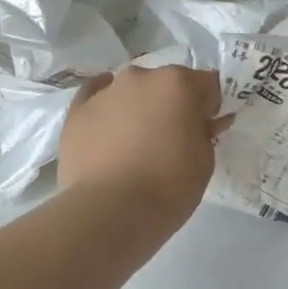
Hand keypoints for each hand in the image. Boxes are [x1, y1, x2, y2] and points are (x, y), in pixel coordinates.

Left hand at [58, 65, 228, 222]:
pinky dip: (104, 106)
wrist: (109, 212)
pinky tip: (106, 121)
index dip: (210, 106)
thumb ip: (205, 131)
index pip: (207, 84)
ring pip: (131, 90)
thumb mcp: (205, 162)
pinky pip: (95, 96)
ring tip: (135, 143)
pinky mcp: (77, 109)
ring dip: (138, 106)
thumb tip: (202, 121)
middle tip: (171, 138)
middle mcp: (141, 76)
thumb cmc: (168, 187)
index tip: (207, 127)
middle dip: (172, 103)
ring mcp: (106, 91)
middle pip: (166, 83)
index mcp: (178, 83)